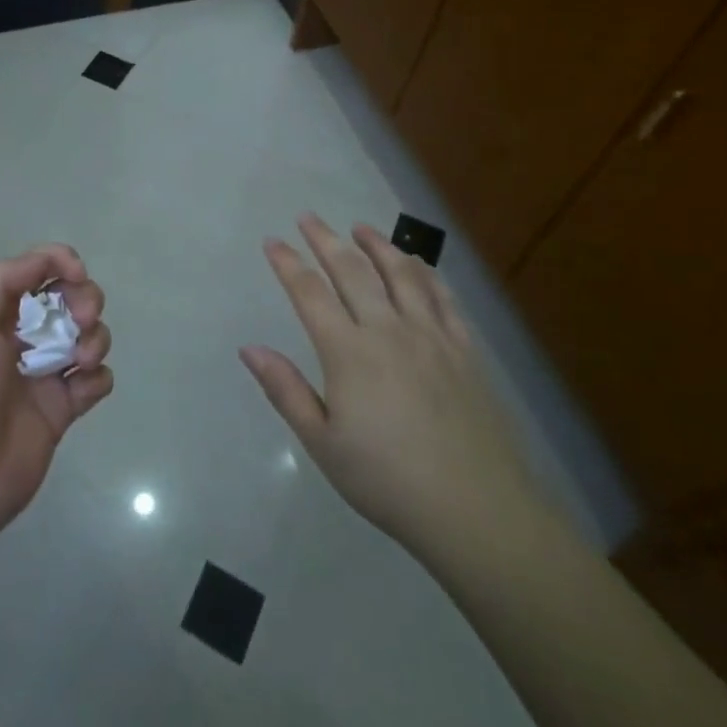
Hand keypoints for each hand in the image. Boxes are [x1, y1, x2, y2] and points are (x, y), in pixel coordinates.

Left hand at [0, 244, 112, 550]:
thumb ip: (1, 280)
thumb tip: (48, 260)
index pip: (35, 270)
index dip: (60, 262)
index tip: (76, 274)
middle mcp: (19, 339)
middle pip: (68, 298)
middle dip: (84, 298)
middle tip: (81, 318)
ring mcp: (43, 375)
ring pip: (87, 336)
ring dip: (94, 337)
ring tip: (81, 360)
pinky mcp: (61, 411)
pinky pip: (96, 381)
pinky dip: (98, 377)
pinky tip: (81, 389)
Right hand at [241, 215, 558, 561]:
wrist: (477, 509)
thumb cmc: (388, 481)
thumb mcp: (324, 444)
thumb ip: (286, 390)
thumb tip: (249, 348)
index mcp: (349, 352)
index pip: (310, 293)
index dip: (288, 263)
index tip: (272, 242)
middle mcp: (388, 330)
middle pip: (352, 271)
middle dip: (325, 240)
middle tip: (308, 217)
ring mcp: (431, 335)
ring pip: (401, 273)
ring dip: (377, 244)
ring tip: (361, 227)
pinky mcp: (465, 348)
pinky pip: (442, 296)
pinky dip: (425, 271)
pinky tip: (417, 262)